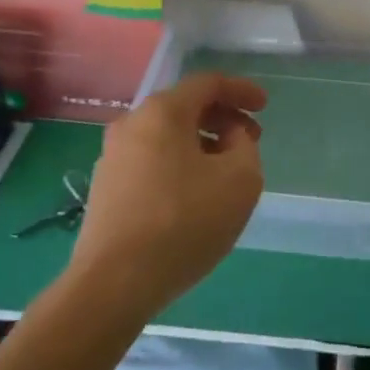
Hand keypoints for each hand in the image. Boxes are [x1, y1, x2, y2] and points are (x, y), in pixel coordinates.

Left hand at [68, 73, 265, 321]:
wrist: (113, 285)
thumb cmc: (183, 222)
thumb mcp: (240, 180)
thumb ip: (245, 145)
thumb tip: (229, 137)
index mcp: (162, 112)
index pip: (208, 84)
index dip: (241, 90)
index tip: (264, 106)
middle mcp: (132, 124)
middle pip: (185, 107)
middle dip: (222, 118)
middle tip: (250, 140)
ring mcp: (113, 158)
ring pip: (167, 137)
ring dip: (201, 144)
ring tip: (226, 171)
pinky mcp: (105, 190)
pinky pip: (152, 161)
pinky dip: (179, 165)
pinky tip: (194, 196)